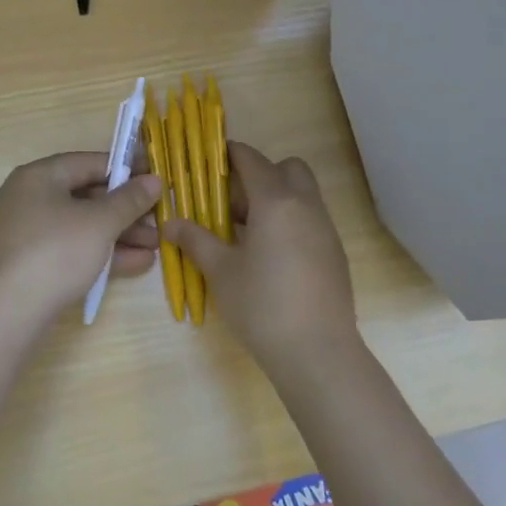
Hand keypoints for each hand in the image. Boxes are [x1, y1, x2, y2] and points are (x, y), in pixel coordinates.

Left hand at [0, 153, 161, 315]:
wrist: (11, 310)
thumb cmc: (57, 251)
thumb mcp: (100, 222)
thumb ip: (130, 199)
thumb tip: (154, 180)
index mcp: (39, 177)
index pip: (89, 162)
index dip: (126, 168)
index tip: (156, 177)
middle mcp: (30, 199)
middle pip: (87, 196)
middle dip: (127, 209)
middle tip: (160, 217)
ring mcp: (31, 234)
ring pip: (84, 226)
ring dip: (121, 234)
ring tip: (156, 244)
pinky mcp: (35, 263)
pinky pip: (75, 249)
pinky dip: (104, 253)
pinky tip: (139, 262)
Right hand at [164, 143, 358, 373]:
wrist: (317, 351)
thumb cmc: (262, 305)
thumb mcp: (221, 271)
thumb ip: (196, 240)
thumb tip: (171, 222)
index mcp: (277, 201)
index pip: (252, 160)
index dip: (229, 154)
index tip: (208, 160)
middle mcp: (307, 206)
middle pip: (287, 169)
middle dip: (259, 174)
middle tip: (231, 202)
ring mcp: (326, 229)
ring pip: (302, 195)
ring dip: (275, 199)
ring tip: (244, 232)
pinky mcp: (334, 252)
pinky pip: (310, 220)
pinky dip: (289, 222)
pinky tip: (268, 256)